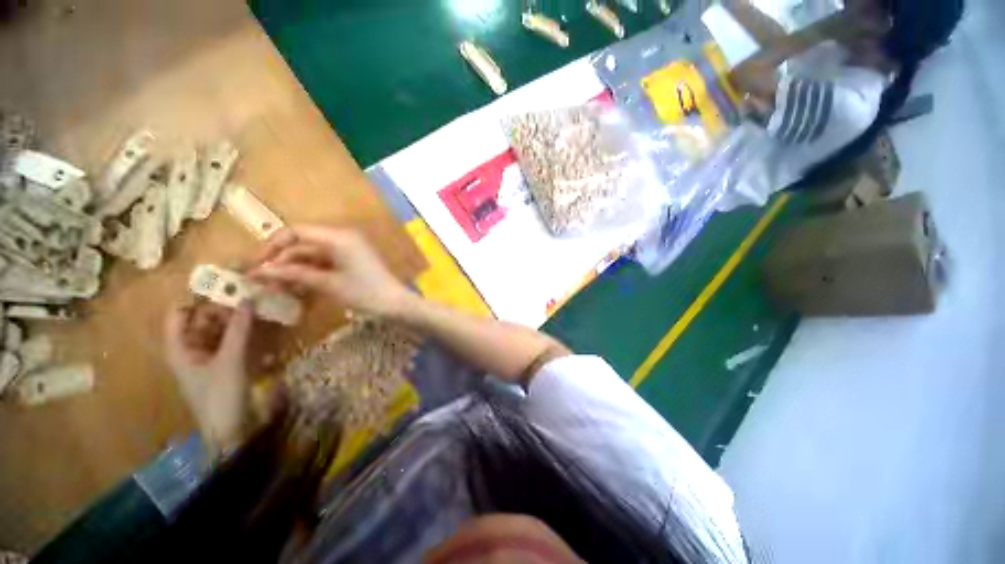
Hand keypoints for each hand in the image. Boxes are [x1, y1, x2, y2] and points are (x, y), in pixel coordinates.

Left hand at [165, 301, 254, 453]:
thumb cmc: (220, 396)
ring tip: (261, 302)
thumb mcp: (230, 361)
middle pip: (205, 318)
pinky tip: (264, 322)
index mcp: (180, 347)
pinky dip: (248, 329)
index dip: (199, 297)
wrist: (233, 430)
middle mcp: (193, 347)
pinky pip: (237, 338)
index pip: (181, 313)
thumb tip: (248, 297)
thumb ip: (239, 329)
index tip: (226, 284)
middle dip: (226, 304)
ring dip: (240, 316)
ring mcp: (213, 354)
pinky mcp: (230, 361)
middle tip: (252, 290)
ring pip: (223, 327)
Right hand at [250, 226, 412, 317]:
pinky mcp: (350, 261)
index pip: (296, 232)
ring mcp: (348, 250)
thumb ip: (294, 274)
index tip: (256, 264)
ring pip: (312, 255)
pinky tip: (294, 287)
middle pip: (303, 244)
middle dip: (281, 261)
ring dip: (293, 269)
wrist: (395, 304)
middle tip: (261, 281)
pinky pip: (324, 263)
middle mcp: (342, 238)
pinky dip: (309, 273)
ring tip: (273, 287)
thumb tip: (260, 270)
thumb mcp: (328, 283)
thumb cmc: (365, 292)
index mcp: (339, 237)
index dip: (272, 245)